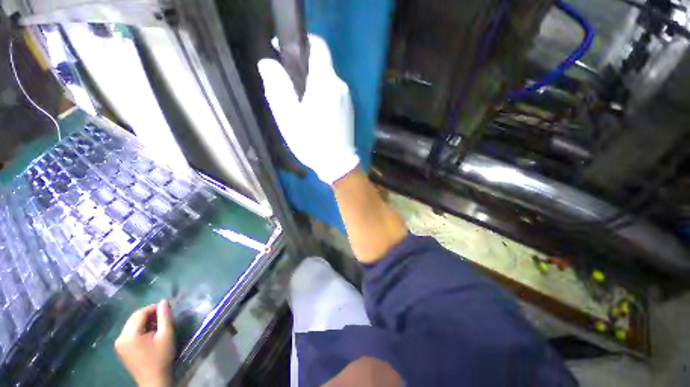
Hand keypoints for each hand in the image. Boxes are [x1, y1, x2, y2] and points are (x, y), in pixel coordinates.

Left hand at [115, 300, 174, 386]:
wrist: (154, 380)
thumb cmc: (161, 357)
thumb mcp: (167, 334)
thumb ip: (165, 316)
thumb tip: (164, 301)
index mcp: (129, 334)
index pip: (140, 313)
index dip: (154, 308)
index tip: (167, 309)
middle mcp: (120, 337)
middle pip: (134, 318)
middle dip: (149, 315)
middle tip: (164, 318)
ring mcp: (119, 344)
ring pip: (132, 325)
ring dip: (145, 322)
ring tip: (158, 327)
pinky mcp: (121, 349)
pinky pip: (130, 333)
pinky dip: (141, 330)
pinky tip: (150, 335)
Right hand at [258, 35, 358, 184]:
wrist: (337, 163)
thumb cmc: (311, 142)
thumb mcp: (288, 117)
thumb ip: (278, 87)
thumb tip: (268, 63)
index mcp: (325, 83)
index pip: (319, 46)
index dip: (302, 43)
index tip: (286, 53)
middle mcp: (340, 86)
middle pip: (321, 66)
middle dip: (304, 70)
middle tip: (289, 88)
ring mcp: (347, 99)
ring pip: (327, 81)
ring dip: (313, 86)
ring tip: (301, 105)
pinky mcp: (350, 110)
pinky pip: (334, 94)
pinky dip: (323, 96)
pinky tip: (316, 114)